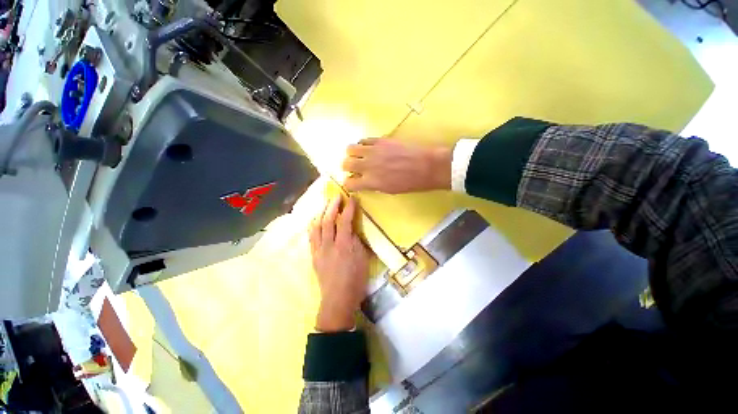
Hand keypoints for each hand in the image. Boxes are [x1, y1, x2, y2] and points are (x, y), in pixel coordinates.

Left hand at [309, 196, 370, 331]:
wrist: (338, 299)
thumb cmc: (355, 280)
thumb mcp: (362, 260)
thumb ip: (357, 242)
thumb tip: (352, 230)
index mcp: (343, 246)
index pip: (344, 222)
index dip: (348, 209)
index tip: (351, 199)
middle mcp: (329, 245)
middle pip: (328, 221)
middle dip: (332, 206)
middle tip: (337, 196)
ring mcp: (319, 250)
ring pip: (317, 227)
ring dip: (321, 213)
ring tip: (325, 204)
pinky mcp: (313, 255)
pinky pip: (311, 237)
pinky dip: (313, 225)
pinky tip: (315, 220)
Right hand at [342, 138, 451, 193]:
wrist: (425, 166)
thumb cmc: (409, 183)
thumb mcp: (389, 190)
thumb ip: (373, 185)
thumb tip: (364, 180)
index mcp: (371, 181)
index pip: (349, 183)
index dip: (349, 183)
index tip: (353, 182)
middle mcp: (368, 165)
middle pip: (346, 163)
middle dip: (347, 167)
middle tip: (354, 168)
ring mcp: (373, 151)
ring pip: (350, 148)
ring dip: (352, 154)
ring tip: (359, 156)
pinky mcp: (380, 140)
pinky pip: (364, 140)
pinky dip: (363, 145)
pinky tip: (369, 148)